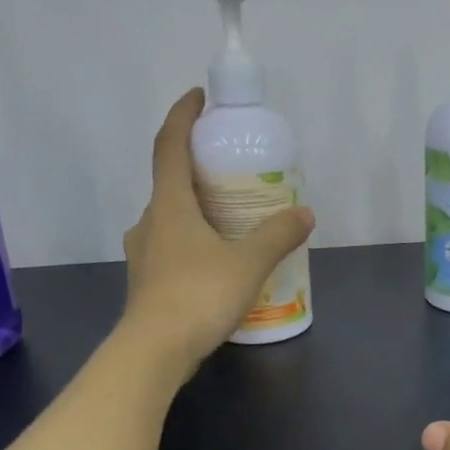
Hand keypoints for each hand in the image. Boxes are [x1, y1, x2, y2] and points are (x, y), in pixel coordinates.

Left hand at [120, 88, 313, 373]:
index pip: (170, 146)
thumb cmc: (198, 296)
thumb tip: (305, 213)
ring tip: (232, 219)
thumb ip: (277, 236)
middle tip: (233, 169)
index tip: (199, 97)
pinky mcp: (148, 282)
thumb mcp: (248, 263)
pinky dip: (195, 242)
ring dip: (197, 210)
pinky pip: (173, 248)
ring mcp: (145, 254)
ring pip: (172, 219)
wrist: (154, 352)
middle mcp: (150, 222)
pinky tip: (219, 261)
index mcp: (170, 205)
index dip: (183, 116)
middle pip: (171, 182)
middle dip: (199, 168)